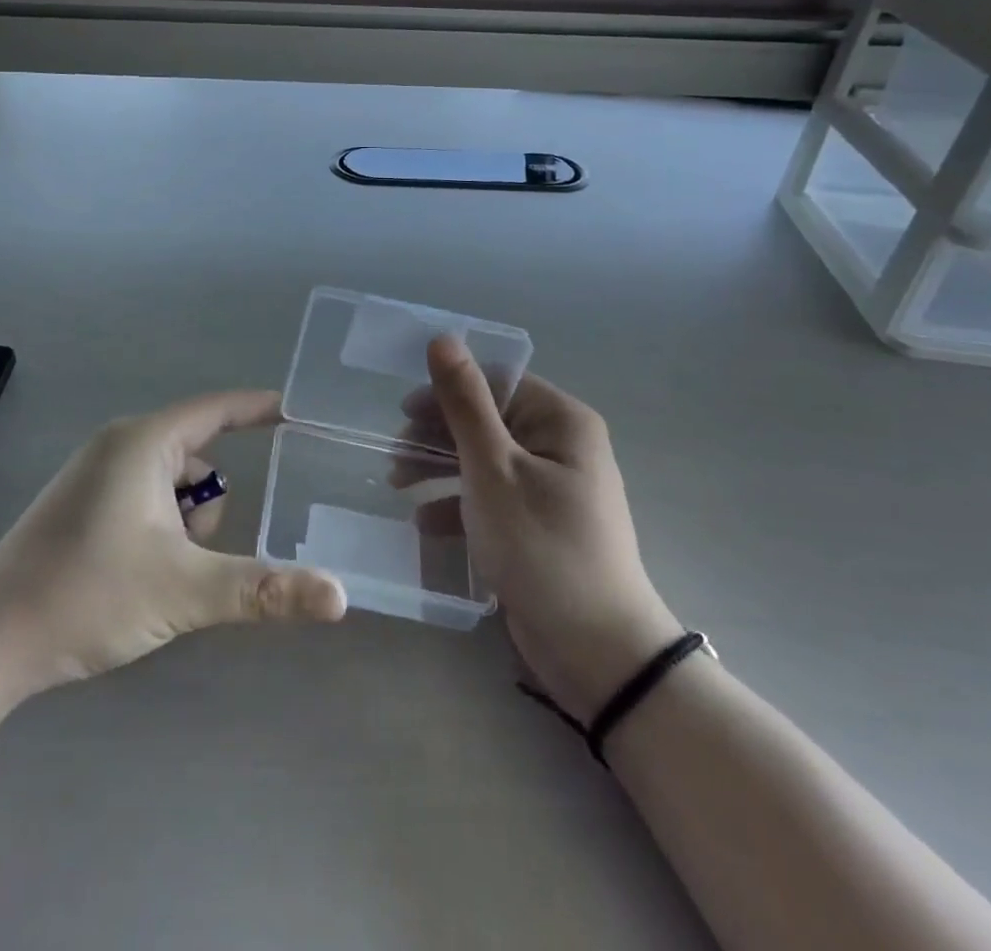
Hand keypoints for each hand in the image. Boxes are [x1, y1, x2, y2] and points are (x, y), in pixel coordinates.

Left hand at [0, 390, 345, 695]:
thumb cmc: (87, 595)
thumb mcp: (186, 591)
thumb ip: (265, 589)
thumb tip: (339, 595)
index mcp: (143, 442)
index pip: (218, 409)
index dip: (259, 409)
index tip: (299, 414)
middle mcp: (120, 445)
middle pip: (198, 458)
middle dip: (207, 508)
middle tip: (190, 558)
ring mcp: (97, 475)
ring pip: (174, 486)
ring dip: (185, 527)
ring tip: (158, 576)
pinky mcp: (84, 505)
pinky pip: (147, 500)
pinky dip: (161, 531)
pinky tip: (139, 578)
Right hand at [417, 337, 679, 719]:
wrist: (596, 651)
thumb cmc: (541, 545)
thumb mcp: (492, 468)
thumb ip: (464, 402)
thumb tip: (443, 339)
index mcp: (560, 420)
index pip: (495, 383)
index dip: (446, 392)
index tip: (402, 414)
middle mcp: (560, 445)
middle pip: (486, 421)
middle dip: (436, 436)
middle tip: (394, 456)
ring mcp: (552, 487)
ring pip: (484, 460)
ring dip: (439, 469)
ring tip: (396, 486)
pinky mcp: (540, 524)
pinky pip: (493, 497)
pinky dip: (458, 505)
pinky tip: (424, 525)